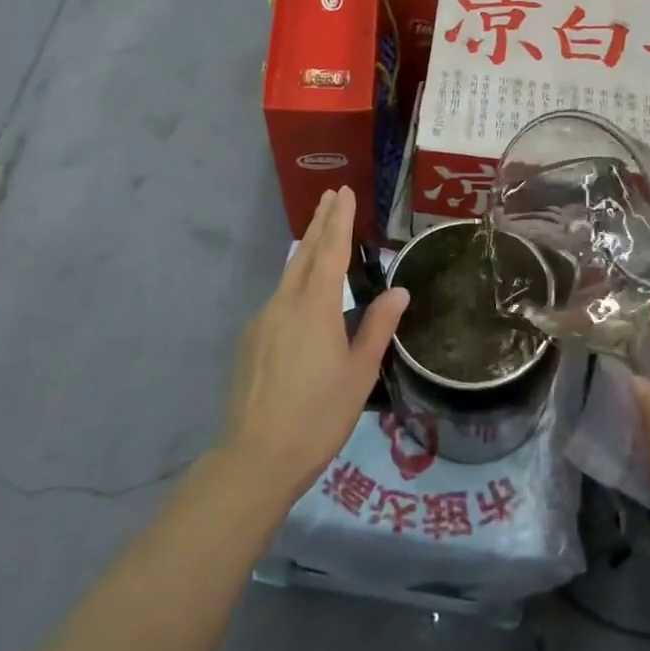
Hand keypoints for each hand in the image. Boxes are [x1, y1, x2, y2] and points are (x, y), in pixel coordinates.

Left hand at [222, 186, 407, 504]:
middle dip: (320, 223)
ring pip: (288, 276)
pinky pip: (278, 301)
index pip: (331, 251)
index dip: (340, 221)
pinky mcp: (250, 340)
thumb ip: (378, 327)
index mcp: (316, 307)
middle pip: (305, 254)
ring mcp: (262, 321)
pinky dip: (294, 285)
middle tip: (330, 196)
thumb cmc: (319, 415)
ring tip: (320, 236)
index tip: (344, 193)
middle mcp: (285, 304)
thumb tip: (399, 292)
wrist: (256, 456)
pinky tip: (302, 299)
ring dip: (307, 251)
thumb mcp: (360, 373)